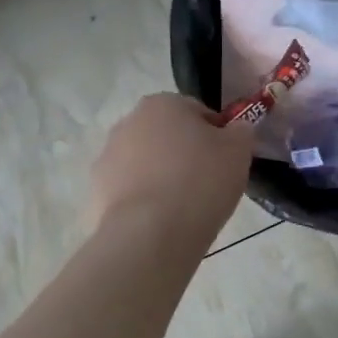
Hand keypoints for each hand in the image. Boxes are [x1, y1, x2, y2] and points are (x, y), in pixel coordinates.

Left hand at [91, 93, 252, 236]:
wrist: (151, 234)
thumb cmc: (201, 182)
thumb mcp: (239, 151)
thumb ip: (240, 132)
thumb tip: (235, 130)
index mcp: (163, 104)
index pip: (198, 112)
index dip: (217, 137)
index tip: (226, 162)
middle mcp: (128, 122)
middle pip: (167, 137)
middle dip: (184, 155)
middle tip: (206, 185)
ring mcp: (107, 158)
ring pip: (146, 164)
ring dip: (162, 178)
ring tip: (183, 208)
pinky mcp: (96, 192)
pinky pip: (130, 192)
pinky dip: (144, 203)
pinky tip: (161, 223)